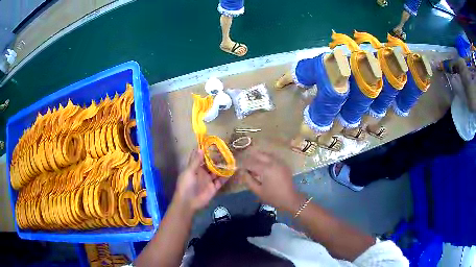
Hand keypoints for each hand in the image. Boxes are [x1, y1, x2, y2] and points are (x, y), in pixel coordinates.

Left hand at [174, 149, 225, 212]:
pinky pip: (221, 181)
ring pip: (217, 172)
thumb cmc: (186, 185)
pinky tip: (232, 171)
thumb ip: (196, 161)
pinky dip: (226, 176)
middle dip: (217, 158)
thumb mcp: (190, 171)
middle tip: (226, 150)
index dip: (205, 151)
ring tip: (231, 159)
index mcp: (194, 168)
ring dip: (223, 167)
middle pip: (211, 164)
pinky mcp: (214, 187)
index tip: (212, 143)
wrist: (188, 202)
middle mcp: (202, 173)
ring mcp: (208, 180)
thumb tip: (200, 148)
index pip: (200, 157)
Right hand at [240, 149, 303, 211]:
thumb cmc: (273, 197)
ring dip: (259, 157)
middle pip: (259, 154)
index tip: (239, 169)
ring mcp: (279, 162)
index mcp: (265, 169)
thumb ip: (248, 180)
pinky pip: (273, 157)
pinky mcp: (283, 164)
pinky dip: (266, 159)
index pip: (250, 163)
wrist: (290, 199)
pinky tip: (263, 166)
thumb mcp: (258, 191)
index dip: (243, 165)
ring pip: (266, 154)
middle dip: (251, 158)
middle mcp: (273, 162)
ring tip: (254, 165)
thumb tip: (243, 172)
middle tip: (246, 166)